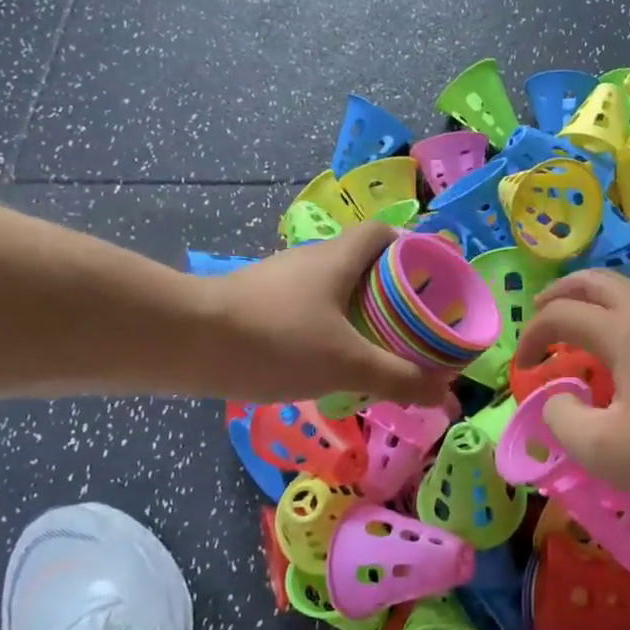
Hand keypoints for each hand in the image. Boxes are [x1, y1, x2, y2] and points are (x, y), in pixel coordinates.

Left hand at [201, 223, 453, 406]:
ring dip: (356, 311)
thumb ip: (398, 378)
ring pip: (331, 288)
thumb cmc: (277, 339)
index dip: (413, 249)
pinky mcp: (254, 305)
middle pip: (362, 262)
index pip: (385, 233)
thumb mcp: (347, 363)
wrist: (183, 342)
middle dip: (390, 290)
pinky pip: (305, 310)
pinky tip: (327, 361)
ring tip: (376, 347)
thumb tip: (447, 396)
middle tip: (412, 324)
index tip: (433, 279)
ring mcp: (278, 282)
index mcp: (339, 258)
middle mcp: (310, 260)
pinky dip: (325, 328)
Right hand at [512, 269, 629, 509]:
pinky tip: (619, 349)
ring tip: (575, 326)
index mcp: (625, 331)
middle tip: (539, 313)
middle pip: (596, 280)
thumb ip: (562, 418)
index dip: (532, 335)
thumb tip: (559, 397)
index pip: (563, 314)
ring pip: (626, 291)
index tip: (522, 365)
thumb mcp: (600, 449)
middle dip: (560, 293)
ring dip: (591, 300)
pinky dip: (617, 315)